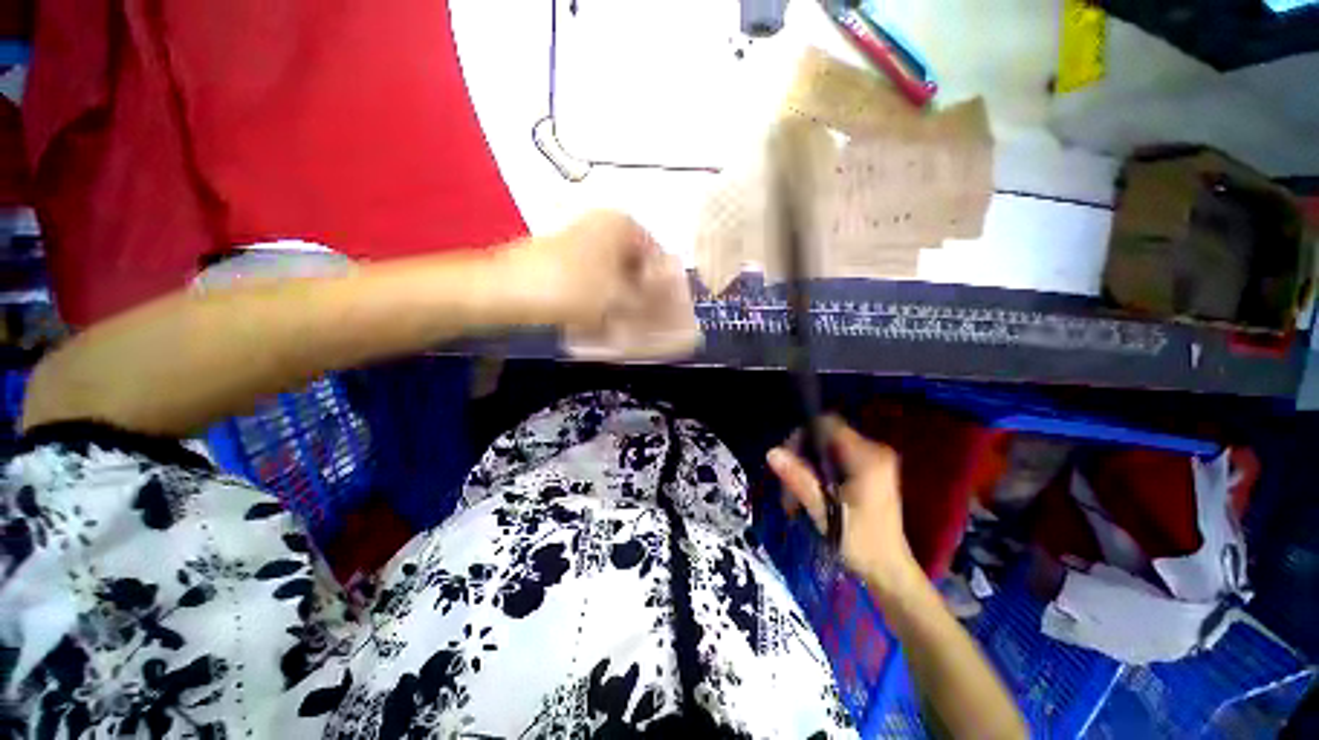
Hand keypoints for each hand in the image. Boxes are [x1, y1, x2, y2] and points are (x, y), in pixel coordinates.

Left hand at [505, 211, 700, 359]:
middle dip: (642, 293)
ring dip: (622, 297)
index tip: (662, 310)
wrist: (508, 291)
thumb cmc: (573, 289)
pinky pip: (594, 278)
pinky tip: (601, 318)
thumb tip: (669, 306)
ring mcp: (580, 239)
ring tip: (623, 322)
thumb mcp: (621, 299)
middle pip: (636, 264)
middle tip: (645, 319)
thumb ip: (651, 302)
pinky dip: (601, 297)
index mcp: (622, 223)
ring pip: (615, 273)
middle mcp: (603, 225)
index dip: (663, 286)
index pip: (658, 256)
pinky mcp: (564, 256)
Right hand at [767, 418, 921, 599]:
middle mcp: (873, 450)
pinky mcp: (868, 468)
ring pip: (824, 447)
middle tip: (789, 487)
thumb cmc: (860, 543)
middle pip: (823, 435)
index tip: (788, 461)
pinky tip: (810, 493)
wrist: (889, 569)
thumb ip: (799, 479)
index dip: (802, 436)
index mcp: (868, 457)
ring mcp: (872, 458)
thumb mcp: (825, 512)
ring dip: (806, 466)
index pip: (826, 424)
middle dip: (800, 456)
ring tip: (795, 497)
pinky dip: (817, 470)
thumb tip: (772, 452)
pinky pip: (832, 456)